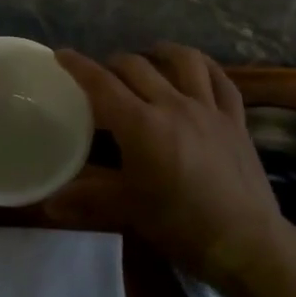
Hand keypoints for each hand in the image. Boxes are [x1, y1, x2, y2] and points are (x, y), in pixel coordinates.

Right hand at [46, 44, 291, 283]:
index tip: (62, 54)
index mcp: (141, 125)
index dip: (78, 66)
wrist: (246, 243)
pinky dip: (205, 68)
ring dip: (161, 53)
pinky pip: (221, 80)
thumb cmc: (180, 225)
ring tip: (150, 55)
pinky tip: (196, 70)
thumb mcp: (128, 210)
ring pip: (184, 60)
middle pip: (136, 66)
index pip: (101, 84)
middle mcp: (173, 105)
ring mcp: (208, 109)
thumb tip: (49, 203)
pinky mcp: (235, 119)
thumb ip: (87, 198)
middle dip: (113, 63)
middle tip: (102, 75)